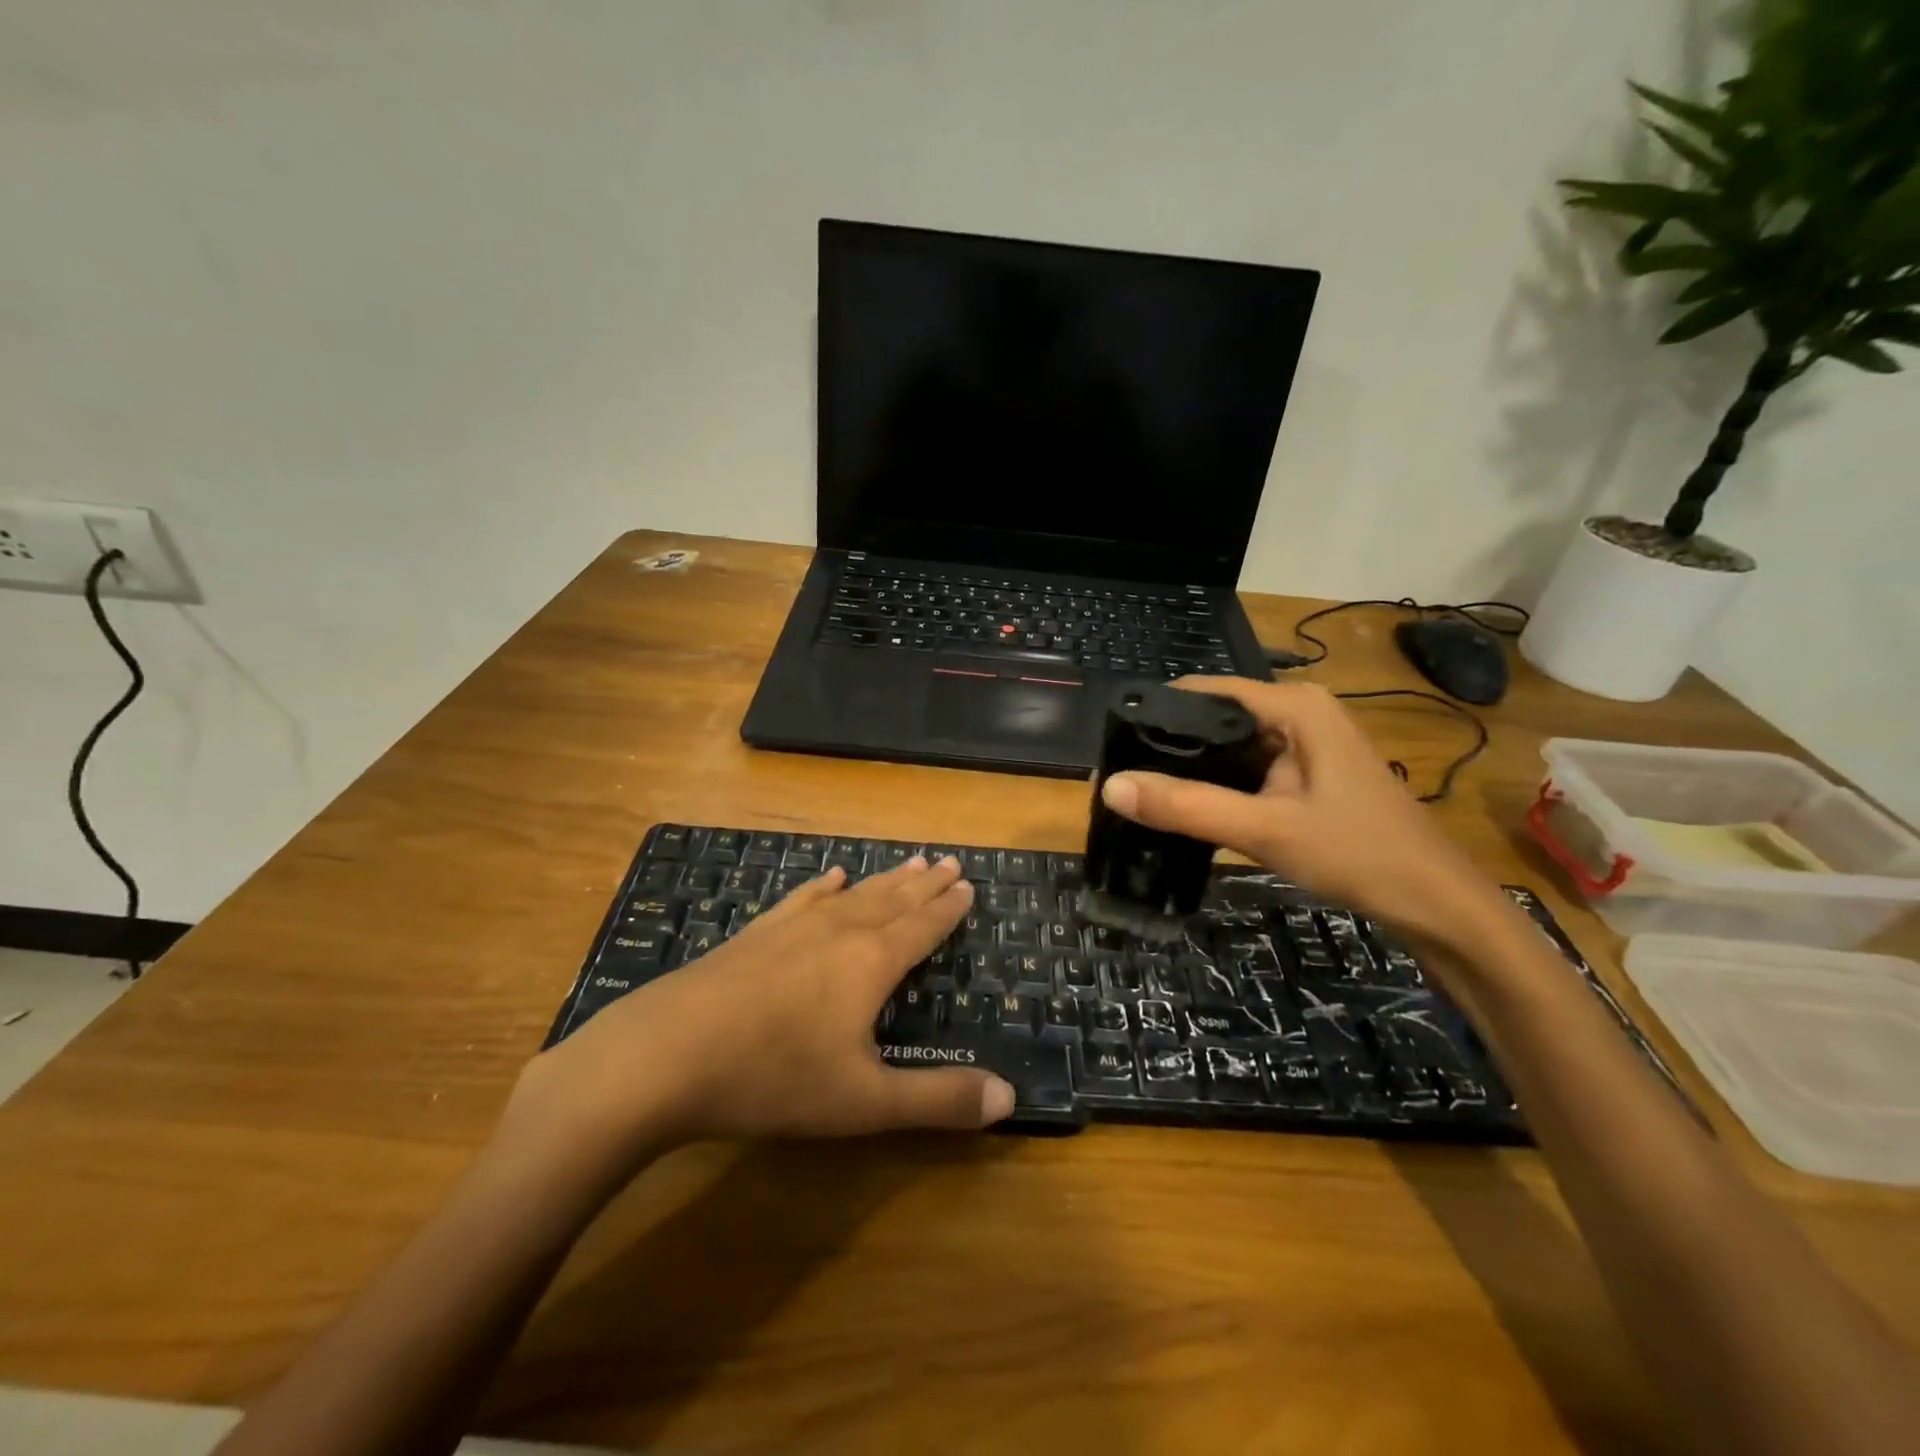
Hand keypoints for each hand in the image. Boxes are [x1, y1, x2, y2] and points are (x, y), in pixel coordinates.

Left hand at [497, 856, 1015, 1181]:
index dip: (948, 909)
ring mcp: (792, 928)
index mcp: (871, 963)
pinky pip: (802, 899)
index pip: (922, 927)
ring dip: (885, 880)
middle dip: (924, 885)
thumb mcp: (865, 1103)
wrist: (666, 1053)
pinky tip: (829, 877)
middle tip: (948, 862)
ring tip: (909, 861)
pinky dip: (822, 887)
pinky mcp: (755, 935)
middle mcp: (839, 932)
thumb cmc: (774, 1077)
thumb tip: (1009, 1096)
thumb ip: (938, 1099)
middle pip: (892, 901)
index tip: (968, 885)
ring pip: (853, 895)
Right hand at [1100, 679, 1510, 947]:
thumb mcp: (1266, 829)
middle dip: (1169, 744)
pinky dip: (1217, 785)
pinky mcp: (1306, 775)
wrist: (1435, 904)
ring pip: (1230, 747)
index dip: (1156, 711)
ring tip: (1139, 790)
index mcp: (1295, 706)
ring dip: (1191, 768)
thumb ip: (1188, 807)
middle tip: (1118, 775)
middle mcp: (1298, 714)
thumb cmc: (1358, 854)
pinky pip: (1248, 770)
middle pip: (1216, 718)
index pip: (1206, 691)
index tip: (1111, 741)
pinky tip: (1186, 806)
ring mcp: (1305, 746)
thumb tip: (1111, 786)